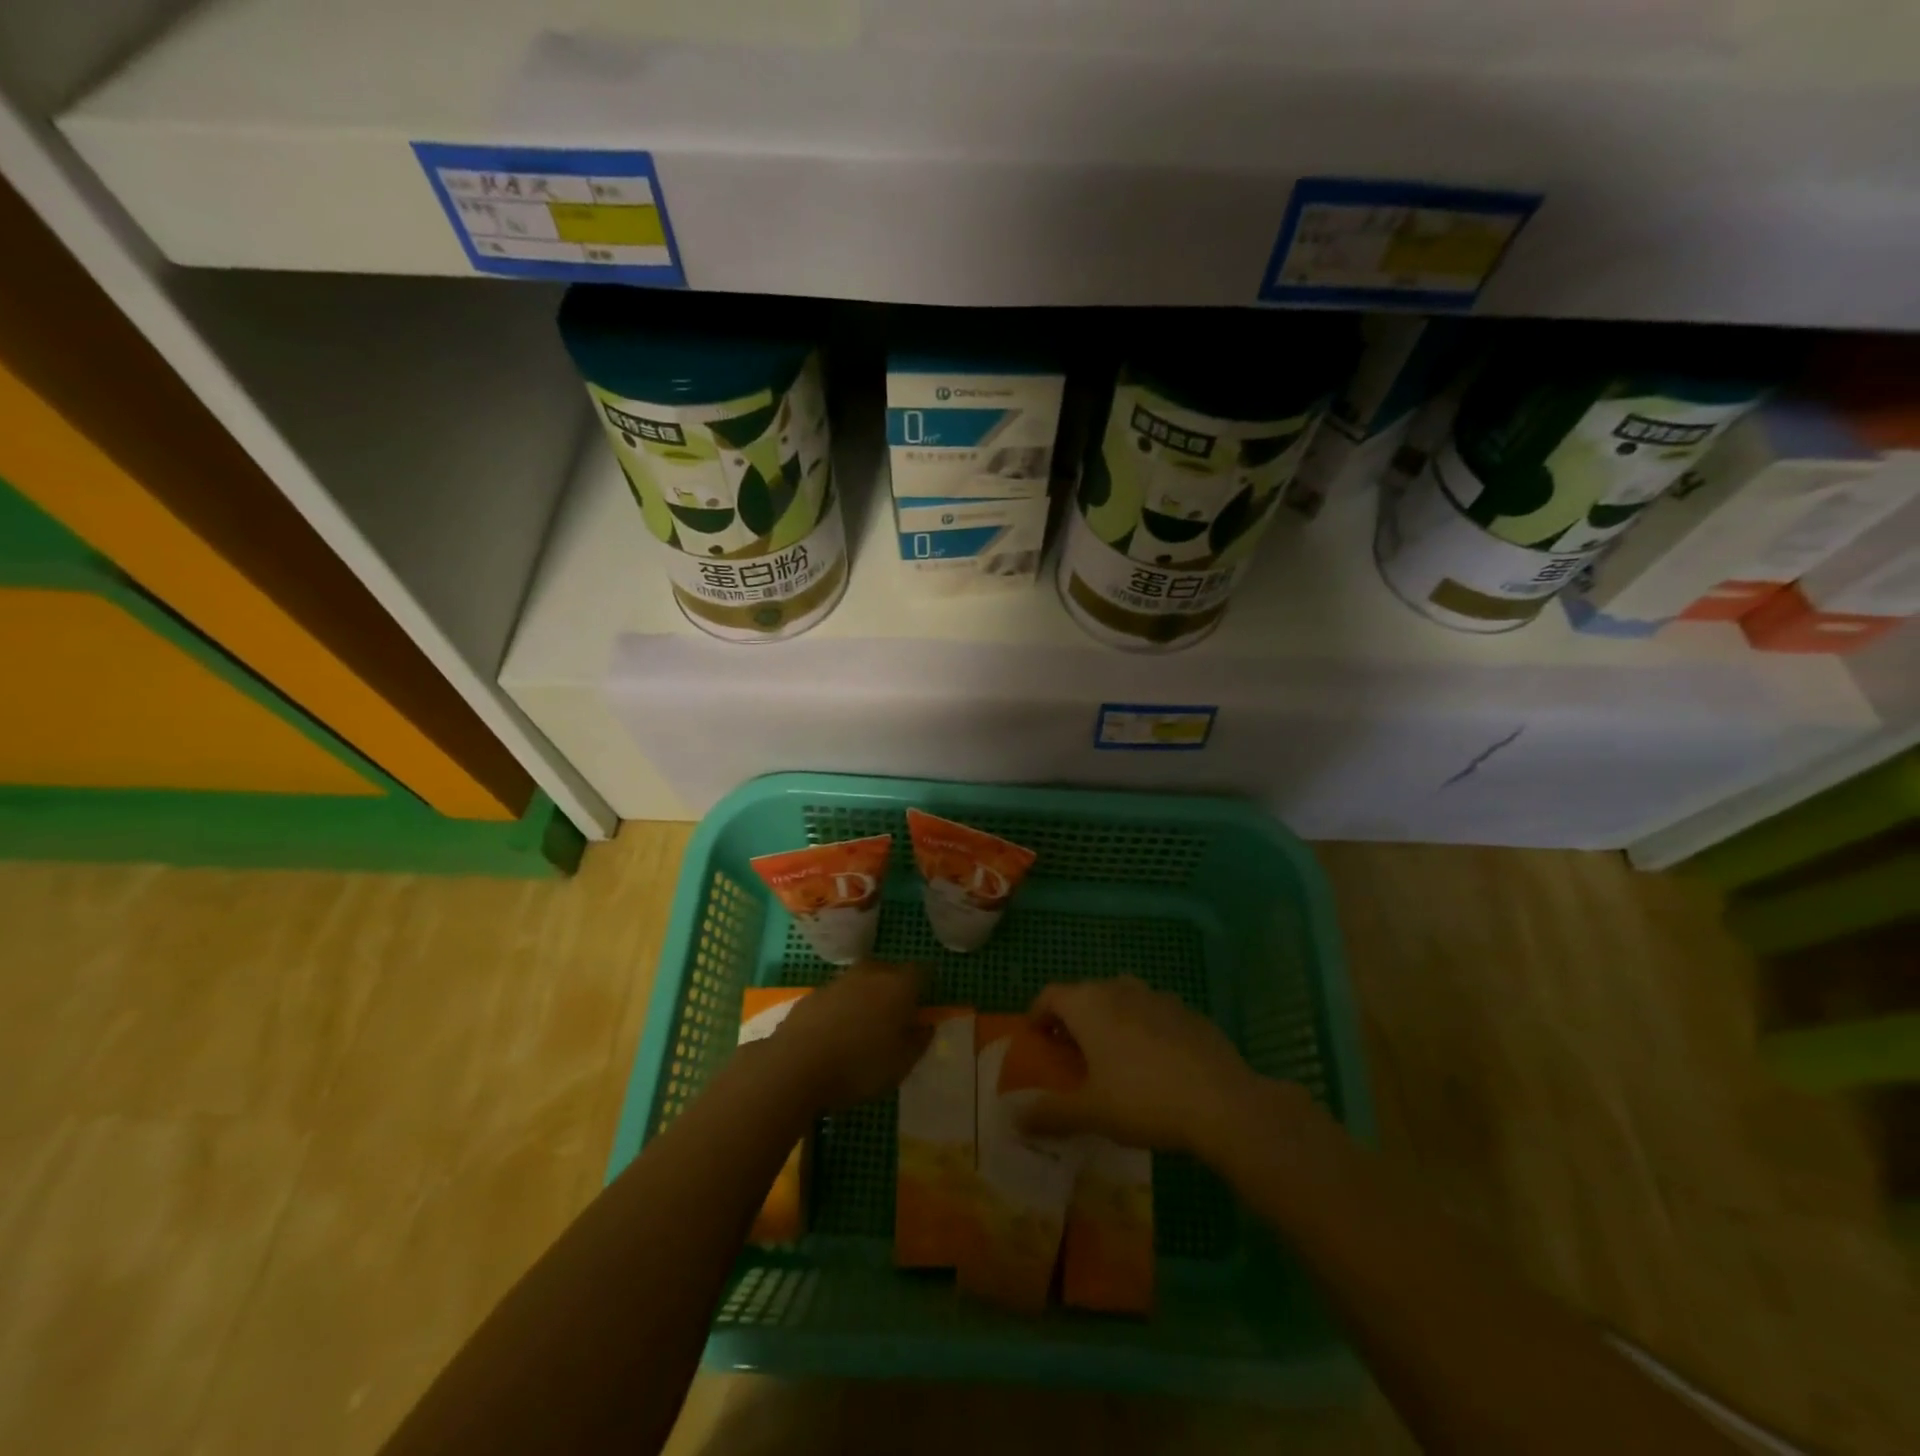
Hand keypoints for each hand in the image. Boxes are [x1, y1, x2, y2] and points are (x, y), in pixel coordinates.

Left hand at [758, 962, 930, 1110]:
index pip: (921, 972)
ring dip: (867, 996)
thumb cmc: (859, 1066)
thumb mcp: (901, 1064)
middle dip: (895, 988)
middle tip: (895, 1016)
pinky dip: (842, 1007)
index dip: (924, 986)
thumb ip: (919, 1041)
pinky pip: (838, 995)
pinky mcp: (813, 993)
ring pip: (862, 981)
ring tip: (864, 1026)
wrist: (795, 1066)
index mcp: (898, 985)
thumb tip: (926, 1025)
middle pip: (890, 971)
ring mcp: (839, 980)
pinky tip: (836, 1032)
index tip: (924, 1005)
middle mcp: (870, 973)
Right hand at [1018, 976, 1268, 1156]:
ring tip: (1111, 1053)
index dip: (1038, 1013)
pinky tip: (1154, 1061)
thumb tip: (1013, 1118)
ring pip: (1122, 997)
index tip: (1036, 1037)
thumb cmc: (1143, 1100)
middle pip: (1086, 993)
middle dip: (1073, 1018)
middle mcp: (1119, 989)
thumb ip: (1050, 1113)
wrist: (1221, 1102)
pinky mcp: (1188, 1012)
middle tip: (1071, 1052)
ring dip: (1109, 1017)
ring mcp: (1157, 996)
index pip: (1050, 995)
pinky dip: (1144, 1026)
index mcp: (1088, 1005)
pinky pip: (1154, 1012)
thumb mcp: (1091, 1113)